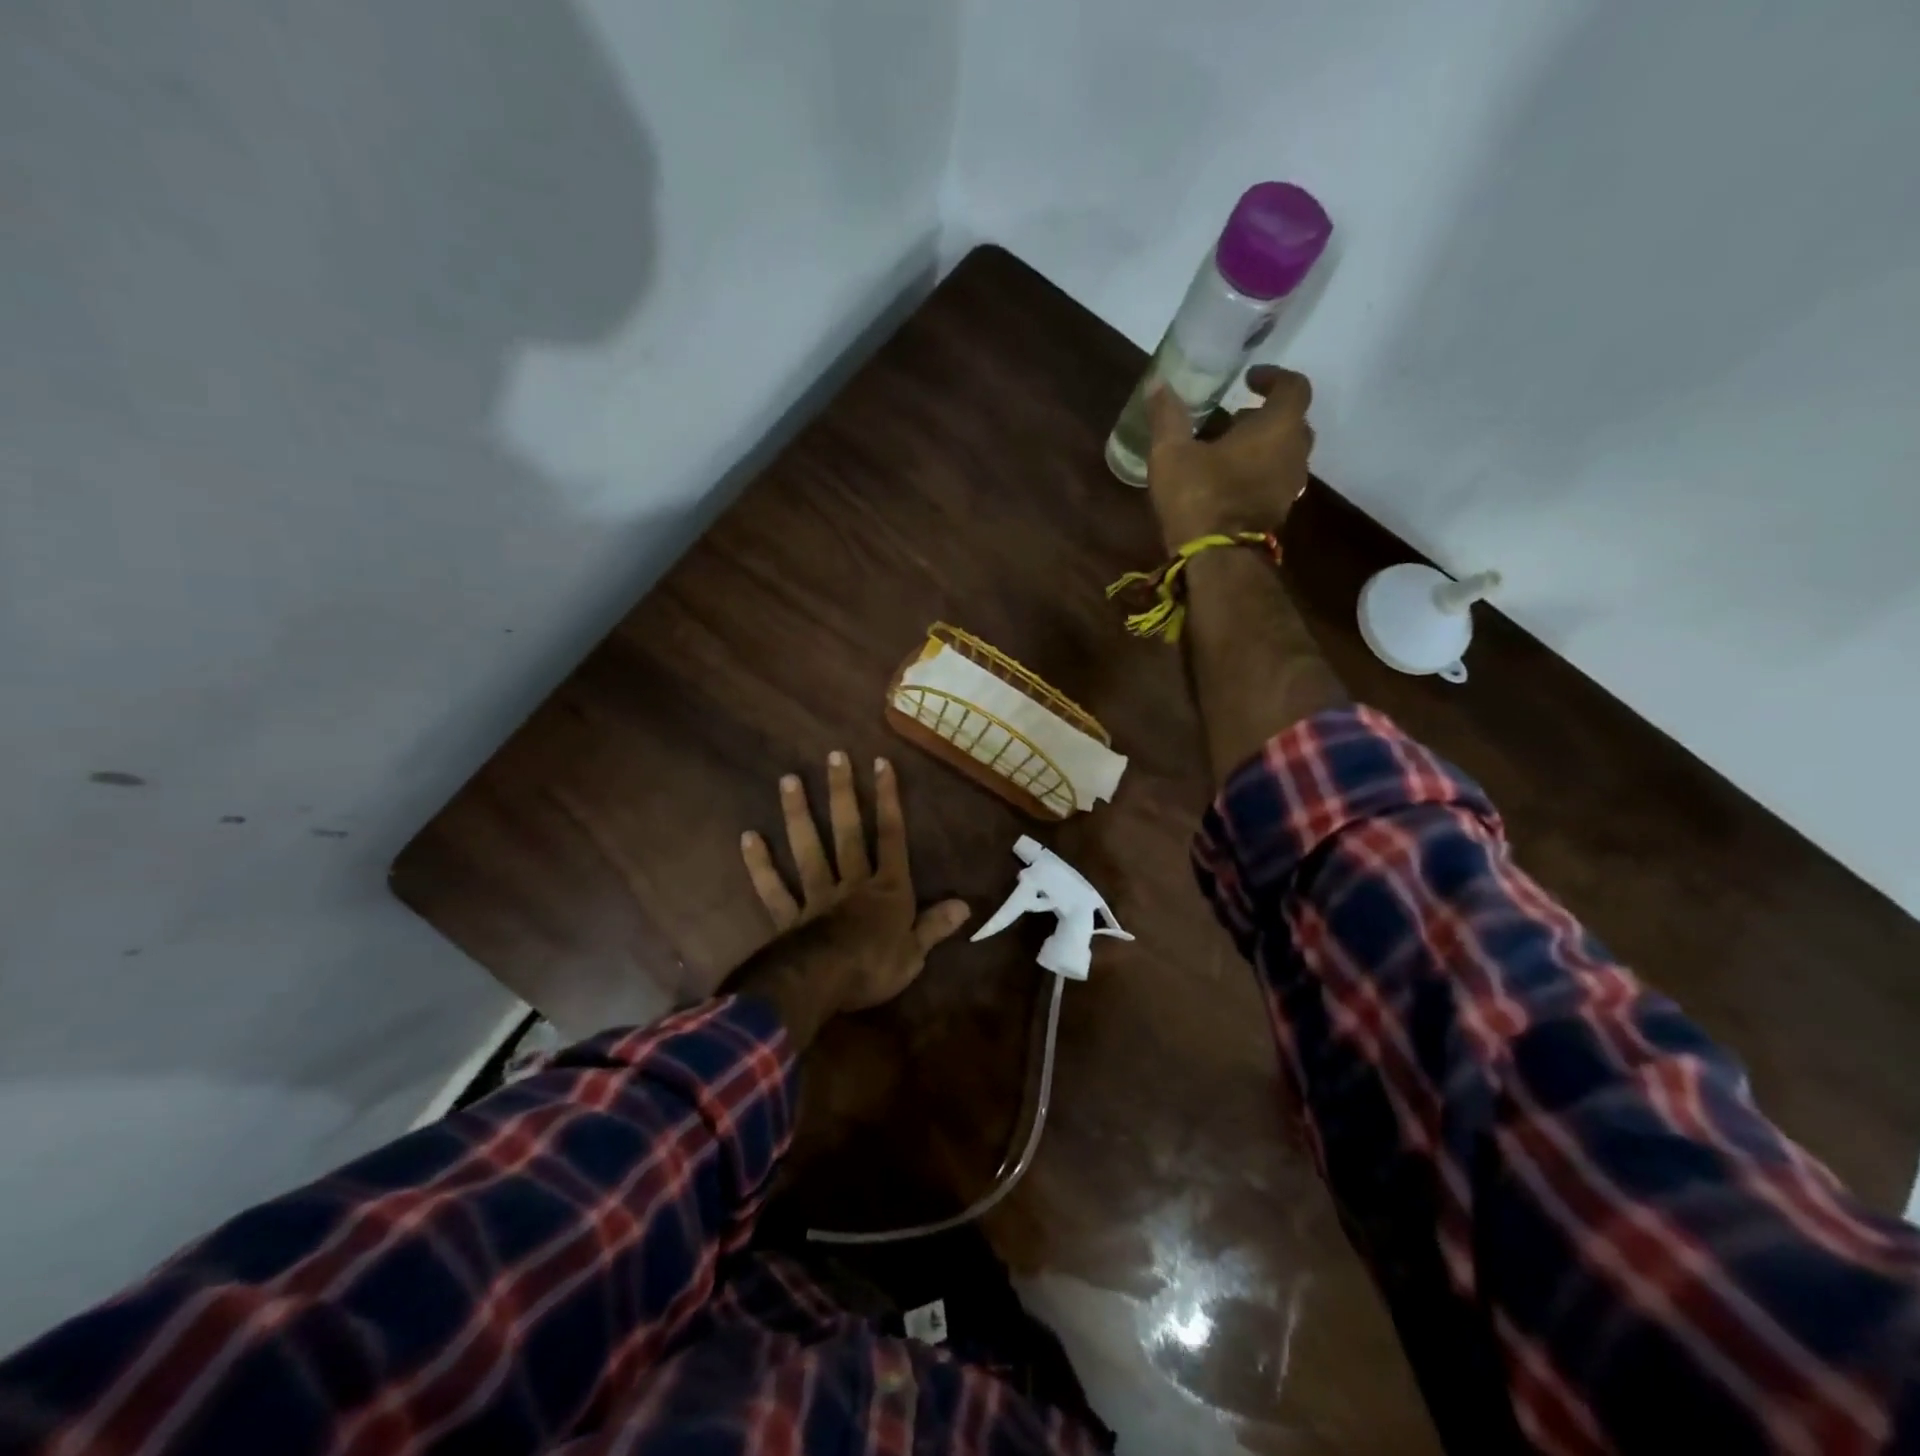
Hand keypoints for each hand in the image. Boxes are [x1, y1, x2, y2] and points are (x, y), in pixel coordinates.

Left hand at [740, 752, 969, 1017]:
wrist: (824, 985)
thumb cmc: (876, 969)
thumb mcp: (916, 953)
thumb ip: (935, 925)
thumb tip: (965, 905)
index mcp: (887, 890)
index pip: (892, 836)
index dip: (888, 800)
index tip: (881, 763)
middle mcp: (853, 884)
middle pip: (847, 832)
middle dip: (843, 793)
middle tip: (833, 756)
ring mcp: (817, 897)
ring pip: (808, 849)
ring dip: (799, 814)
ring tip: (788, 779)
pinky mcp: (789, 917)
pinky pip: (773, 888)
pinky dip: (760, 865)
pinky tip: (749, 837)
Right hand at [1146, 365, 1315, 549]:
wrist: (1216, 559)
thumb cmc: (1199, 497)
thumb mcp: (1172, 452)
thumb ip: (1168, 415)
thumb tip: (1158, 382)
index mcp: (1278, 428)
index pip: (1294, 387)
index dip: (1273, 378)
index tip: (1248, 380)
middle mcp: (1295, 453)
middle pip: (1293, 422)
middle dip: (1266, 415)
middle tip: (1234, 418)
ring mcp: (1290, 487)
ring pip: (1285, 454)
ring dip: (1262, 446)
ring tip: (1227, 450)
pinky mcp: (1278, 513)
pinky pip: (1275, 481)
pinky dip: (1258, 472)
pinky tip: (1228, 481)